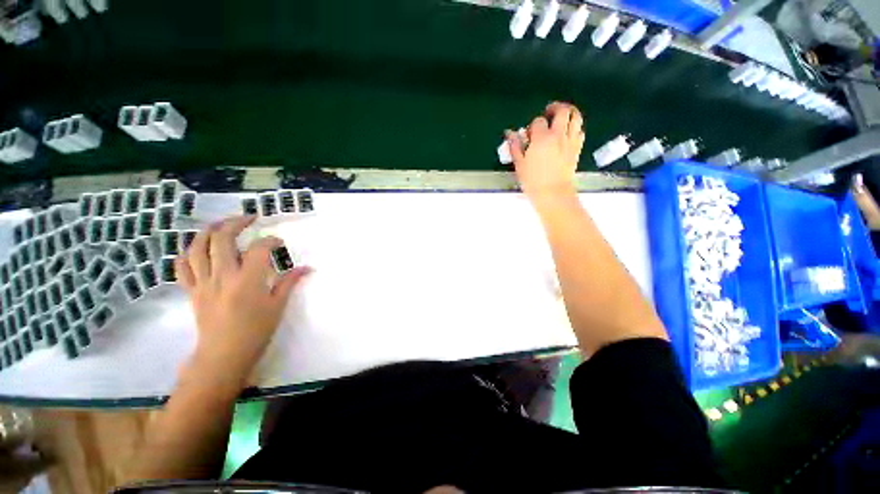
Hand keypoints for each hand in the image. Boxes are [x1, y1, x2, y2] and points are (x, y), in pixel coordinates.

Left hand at [176, 215, 311, 386]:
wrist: (223, 355)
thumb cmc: (256, 331)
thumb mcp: (278, 306)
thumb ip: (289, 282)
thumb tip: (307, 268)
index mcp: (247, 280)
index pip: (258, 249)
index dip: (270, 241)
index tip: (278, 243)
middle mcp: (222, 276)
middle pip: (222, 238)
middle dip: (236, 223)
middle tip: (250, 218)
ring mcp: (203, 282)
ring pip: (197, 247)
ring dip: (209, 230)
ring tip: (222, 224)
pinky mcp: (192, 290)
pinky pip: (183, 266)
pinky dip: (189, 252)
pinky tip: (199, 248)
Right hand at [506, 102, 584, 203]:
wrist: (553, 193)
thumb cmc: (533, 181)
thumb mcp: (520, 164)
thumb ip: (515, 147)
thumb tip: (510, 133)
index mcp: (542, 138)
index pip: (538, 121)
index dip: (533, 126)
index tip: (529, 135)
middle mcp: (558, 135)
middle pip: (562, 111)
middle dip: (555, 108)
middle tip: (549, 111)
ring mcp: (570, 141)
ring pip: (576, 117)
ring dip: (570, 112)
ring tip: (562, 116)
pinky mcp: (577, 149)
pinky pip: (580, 131)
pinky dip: (575, 127)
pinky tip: (568, 133)